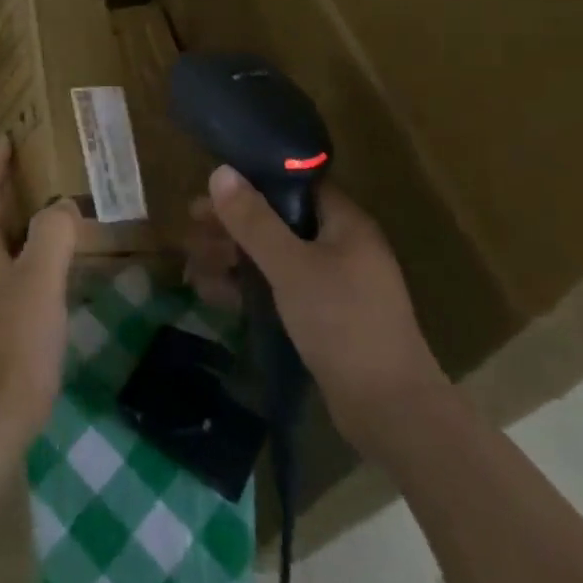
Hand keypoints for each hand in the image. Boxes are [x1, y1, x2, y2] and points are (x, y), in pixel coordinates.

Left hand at [0, 137, 78, 443]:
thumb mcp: (39, 276)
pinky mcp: (2, 318)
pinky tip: (61, 257)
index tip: (9, 137)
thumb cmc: (17, 338)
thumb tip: (62, 206)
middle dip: (11, 186)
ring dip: (25, 217)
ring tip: (56, 201)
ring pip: (7, 241)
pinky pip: (19, 267)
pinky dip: (36, 249)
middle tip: (40, 162)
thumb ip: (52, 232)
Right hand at [185, 166, 448, 449]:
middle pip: (280, 222)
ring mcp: (335, 286)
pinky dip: (248, 289)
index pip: (296, 185)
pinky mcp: (324, 319)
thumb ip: (254, 221)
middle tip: (192, 230)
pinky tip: (212, 294)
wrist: (390, 411)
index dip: (253, 182)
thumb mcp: (291, 266)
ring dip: (234, 259)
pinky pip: (280, 290)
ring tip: (192, 264)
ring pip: (276, 259)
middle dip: (234, 226)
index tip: (212, 189)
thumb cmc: (342, 323)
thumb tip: (220, 171)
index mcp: (346, 224)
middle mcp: (343, 248)